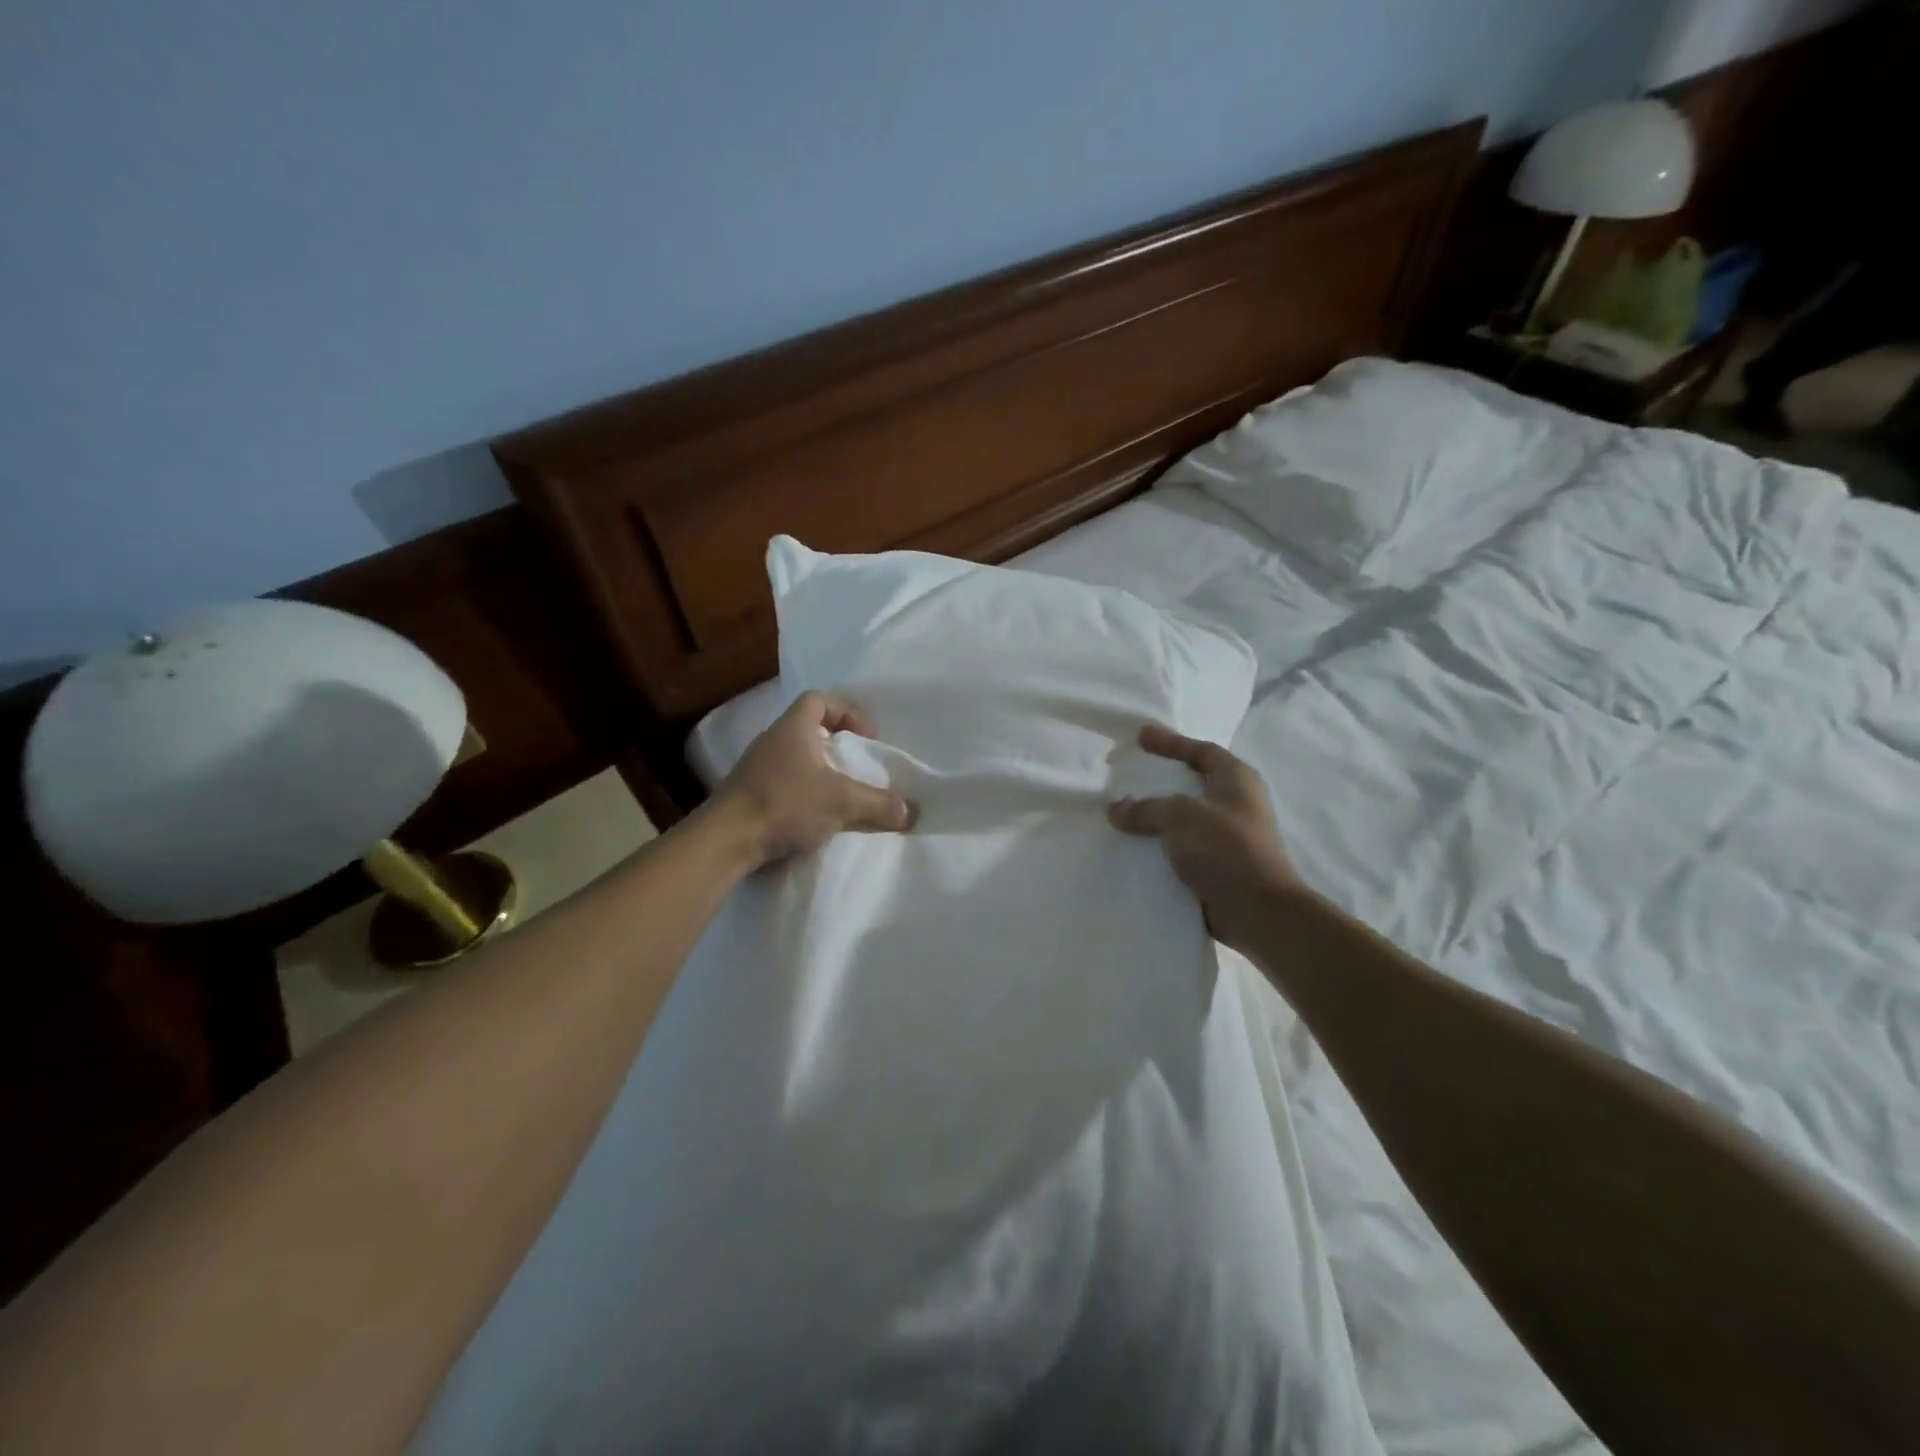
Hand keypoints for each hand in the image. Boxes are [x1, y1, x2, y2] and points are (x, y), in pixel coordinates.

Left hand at [711, 691, 915, 868]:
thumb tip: (910, 812)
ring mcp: (756, 768)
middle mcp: (772, 741)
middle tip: (858, 766)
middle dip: (836, 745)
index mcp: (793, 728)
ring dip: (820, 771)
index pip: (818, 699)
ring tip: (841, 794)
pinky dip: (803, 793)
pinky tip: (816, 817)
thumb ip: (879, 804)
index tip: (866, 736)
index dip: (846, 711)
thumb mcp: (842, 801)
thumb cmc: (785, 803)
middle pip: (808, 729)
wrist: (726, 840)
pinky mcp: (748, 796)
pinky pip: (783, 783)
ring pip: (795, 758)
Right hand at [1108, 724, 1304, 950]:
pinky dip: (1158, 843)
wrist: (1257, 911)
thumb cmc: (1226, 849)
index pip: (1201, 750)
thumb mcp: (1180, 816)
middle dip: (1159, 778)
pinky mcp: (1216, 865)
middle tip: (1126, 773)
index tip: (1140, 736)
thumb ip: (1145, 808)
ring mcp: (1227, 836)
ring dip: (1155, 814)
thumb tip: (1115, 809)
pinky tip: (1133, 845)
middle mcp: (1235, 803)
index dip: (1171, 742)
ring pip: (1183, 816)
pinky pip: (1180, 845)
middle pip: (1191, 781)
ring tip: (1122, 810)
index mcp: (1236, 780)